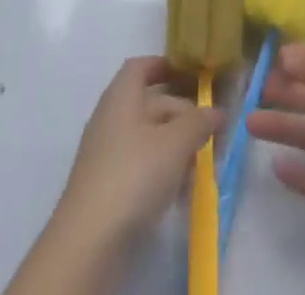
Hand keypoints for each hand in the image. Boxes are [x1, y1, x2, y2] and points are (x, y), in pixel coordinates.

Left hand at [53, 56, 222, 252]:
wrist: (89, 240)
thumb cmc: (134, 174)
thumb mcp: (175, 143)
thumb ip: (198, 122)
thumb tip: (216, 111)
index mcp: (121, 95)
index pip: (142, 66)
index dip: (166, 65)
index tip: (191, 75)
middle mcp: (110, 116)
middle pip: (150, 103)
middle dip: (182, 114)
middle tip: (210, 130)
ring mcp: (106, 153)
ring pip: (147, 137)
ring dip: (174, 146)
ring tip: (200, 163)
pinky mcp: (106, 186)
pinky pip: (139, 165)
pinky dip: (160, 170)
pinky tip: (179, 190)